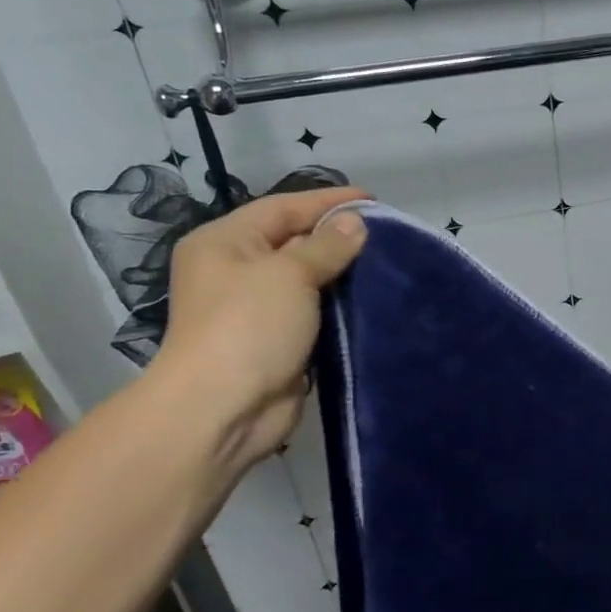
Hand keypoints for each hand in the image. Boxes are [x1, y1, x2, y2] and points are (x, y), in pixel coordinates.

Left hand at [152, 188, 368, 467]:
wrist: (223, 411)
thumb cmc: (248, 327)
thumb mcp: (289, 274)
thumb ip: (326, 245)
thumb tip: (355, 223)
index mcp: (225, 242)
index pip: (283, 208)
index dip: (328, 201)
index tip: (373, 201)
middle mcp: (236, 270)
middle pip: (294, 241)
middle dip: (338, 237)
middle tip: (387, 234)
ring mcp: (256, 309)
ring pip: (307, 279)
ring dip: (342, 273)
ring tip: (387, 264)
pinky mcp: (277, 341)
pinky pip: (314, 312)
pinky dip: (340, 306)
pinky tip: (372, 299)